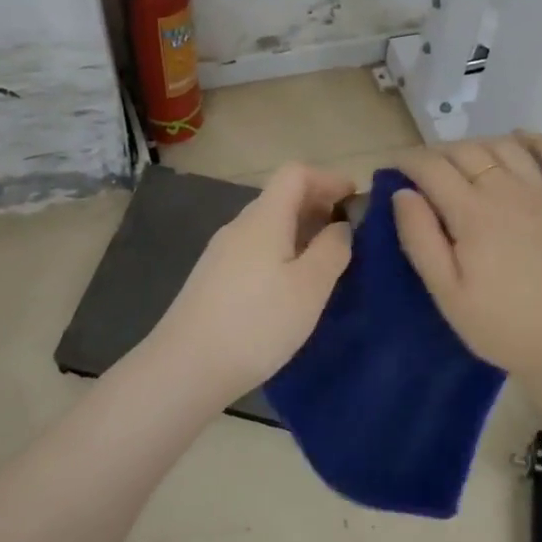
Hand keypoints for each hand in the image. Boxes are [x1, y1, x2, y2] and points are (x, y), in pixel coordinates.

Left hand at [146, 162, 354, 402]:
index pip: (295, 173)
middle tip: (349, 235)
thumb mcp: (310, 287)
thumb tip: (341, 226)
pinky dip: (282, 253)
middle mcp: (239, 226)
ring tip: (326, 264)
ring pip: (268, 226)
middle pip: (281, 198)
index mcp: (264, 218)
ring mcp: (221, 253)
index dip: (328, 179)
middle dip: (319, 206)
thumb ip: (333, 249)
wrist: (185, 368)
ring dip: (301, 233)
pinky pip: (255, 250)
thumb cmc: (257, 323)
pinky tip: (292, 288)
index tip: (356, 201)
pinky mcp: (213, 279)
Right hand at [392, 132, 541, 384]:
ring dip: (479, 144)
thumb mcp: (446, 292)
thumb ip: (420, 238)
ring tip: (464, 158)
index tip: (394, 165)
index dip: (409, 160)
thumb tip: (403, 193)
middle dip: (439, 152)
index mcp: (474, 213)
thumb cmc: (498, 324)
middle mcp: (510, 191)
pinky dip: (536, 141)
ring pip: (506, 147)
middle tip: (425, 169)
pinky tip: (519, 139)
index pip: (433, 168)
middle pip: (467, 151)